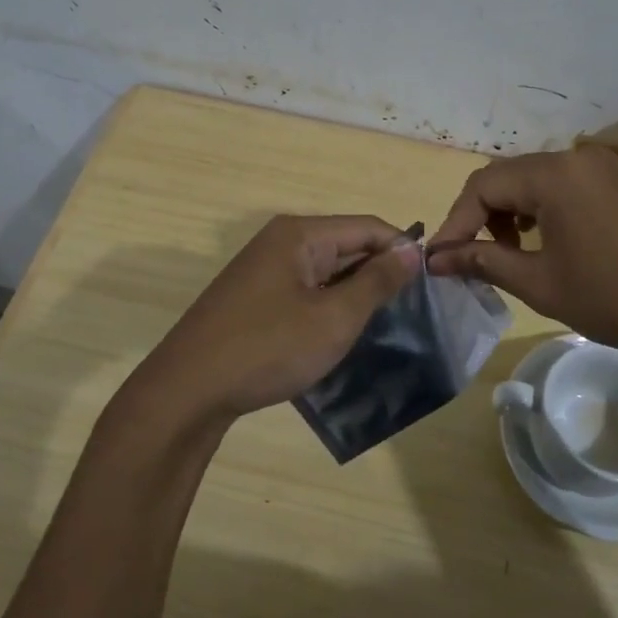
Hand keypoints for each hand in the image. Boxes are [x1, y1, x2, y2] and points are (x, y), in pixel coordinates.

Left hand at [132, 215, 421, 423]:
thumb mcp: (334, 318)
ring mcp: (263, 269)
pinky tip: (339, 333)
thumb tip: (412, 251)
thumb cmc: (268, 348)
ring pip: (326, 270)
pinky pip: (304, 289)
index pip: (368, 226)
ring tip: (381, 325)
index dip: (402, 250)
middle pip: (346, 244)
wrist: (188, 390)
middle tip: (410, 312)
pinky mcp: (253, 296)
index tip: (429, 285)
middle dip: (378, 273)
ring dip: (354, 293)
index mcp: (300, 234)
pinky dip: (327, 305)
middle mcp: (280, 240)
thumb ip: (377, 281)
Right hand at [428, 146, 617, 366]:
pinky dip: (543, 211)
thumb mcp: (541, 283)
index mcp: (552, 175)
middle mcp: (575, 159)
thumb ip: (485, 263)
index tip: (441, 261)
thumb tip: (438, 258)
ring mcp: (603, 168)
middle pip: (507, 178)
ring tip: (510, 256)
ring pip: (536, 182)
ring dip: (512, 214)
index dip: (455, 224)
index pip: (482, 187)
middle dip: (481, 218)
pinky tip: (548, 245)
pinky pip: (566, 188)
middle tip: (471, 259)